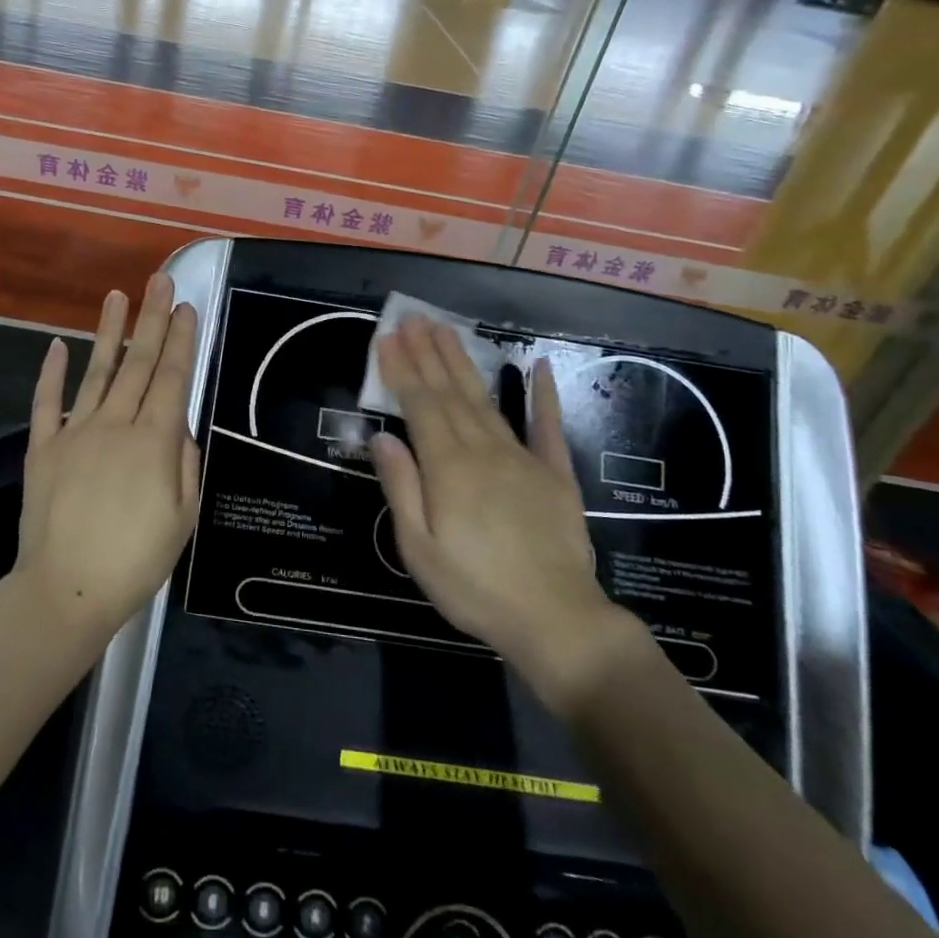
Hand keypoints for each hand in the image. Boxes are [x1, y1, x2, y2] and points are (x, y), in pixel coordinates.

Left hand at [13, 273, 200, 648]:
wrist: (66, 591)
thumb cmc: (135, 561)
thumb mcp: (182, 518)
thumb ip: (185, 464)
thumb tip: (179, 427)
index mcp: (153, 441)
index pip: (171, 378)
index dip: (180, 341)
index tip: (186, 308)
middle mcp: (115, 425)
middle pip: (138, 364)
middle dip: (152, 319)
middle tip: (159, 280)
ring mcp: (75, 433)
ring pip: (96, 372)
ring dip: (109, 332)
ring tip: (117, 295)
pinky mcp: (43, 448)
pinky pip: (47, 403)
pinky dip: (51, 373)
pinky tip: (57, 345)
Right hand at [369, 316, 646, 717]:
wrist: (557, 620)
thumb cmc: (475, 588)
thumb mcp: (418, 548)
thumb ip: (401, 487)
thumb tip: (381, 436)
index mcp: (448, 467)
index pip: (419, 404)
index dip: (402, 368)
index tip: (389, 337)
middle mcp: (483, 450)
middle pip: (450, 392)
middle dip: (429, 352)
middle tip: (414, 317)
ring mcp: (522, 458)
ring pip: (486, 400)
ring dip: (464, 362)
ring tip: (448, 330)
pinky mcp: (555, 474)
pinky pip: (547, 426)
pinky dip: (543, 395)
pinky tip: (538, 366)